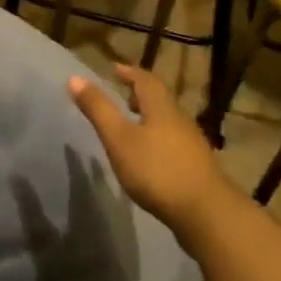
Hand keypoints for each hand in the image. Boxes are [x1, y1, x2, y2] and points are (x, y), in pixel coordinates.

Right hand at [68, 64, 235, 245]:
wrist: (206, 212)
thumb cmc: (157, 170)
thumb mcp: (119, 138)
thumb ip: (98, 109)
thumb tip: (75, 78)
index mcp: (162, 108)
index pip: (146, 80)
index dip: (130, 72)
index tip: (115, 69)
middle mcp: (180, 120)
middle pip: (160, 99)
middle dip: (140, 93)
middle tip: (123, 93)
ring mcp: (192, 144)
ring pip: (167, 121)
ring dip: (150, 116)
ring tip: (132, 122)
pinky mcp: (196, 166)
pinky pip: (173, 141)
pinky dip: (157, 138)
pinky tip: (149, 155)